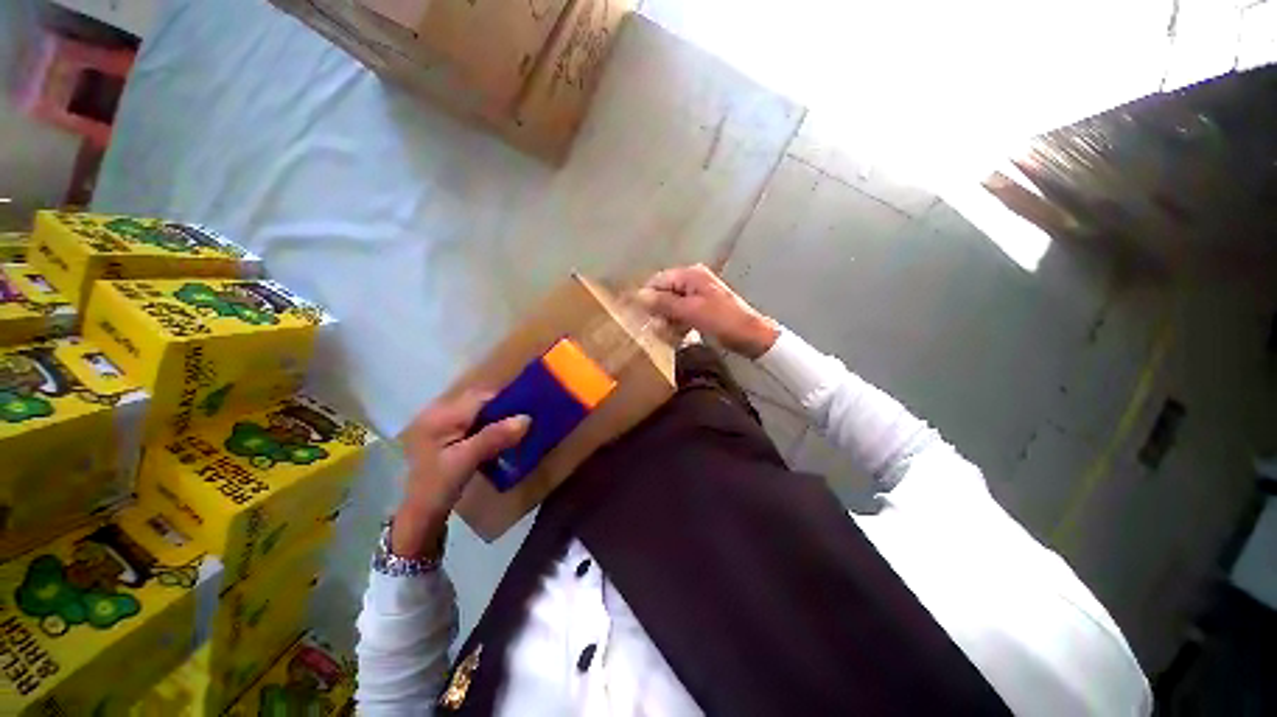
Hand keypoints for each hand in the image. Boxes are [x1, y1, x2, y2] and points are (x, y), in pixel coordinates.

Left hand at [393, 391, 529, 557]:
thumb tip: (527, 418)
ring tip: (521, 428)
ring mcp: (442, 424)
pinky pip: (476, 423)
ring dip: (500, 418)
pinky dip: (492, 428)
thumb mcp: (466, 462)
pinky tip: (503, 439)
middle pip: (480, 402)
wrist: (420, 515)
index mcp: (440, 416)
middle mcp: (439, 413)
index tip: (531, 405)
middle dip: (505, 408)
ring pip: (480, 412)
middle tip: (529, 419)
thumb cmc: (438, 488)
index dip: (506, 398)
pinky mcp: (448, 435)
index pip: (480, 396)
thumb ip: (494, 437)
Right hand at [636, 264, 779, 358]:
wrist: (750, 336)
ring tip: (666, 334)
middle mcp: (693, 280)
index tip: (638, 315)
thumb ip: (664, 303)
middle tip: (655, 328)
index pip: (658, 280)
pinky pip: (682, 313)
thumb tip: (639, 295)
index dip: (647, 296)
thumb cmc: (721, 320)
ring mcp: (698, 295)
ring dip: (667, 319)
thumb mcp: (690, 311)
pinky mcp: (702, 308)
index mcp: (691, 275)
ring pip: (672, 305)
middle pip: (665, 292)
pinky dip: (677, 323)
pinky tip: (677, 335)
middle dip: (658, 310)